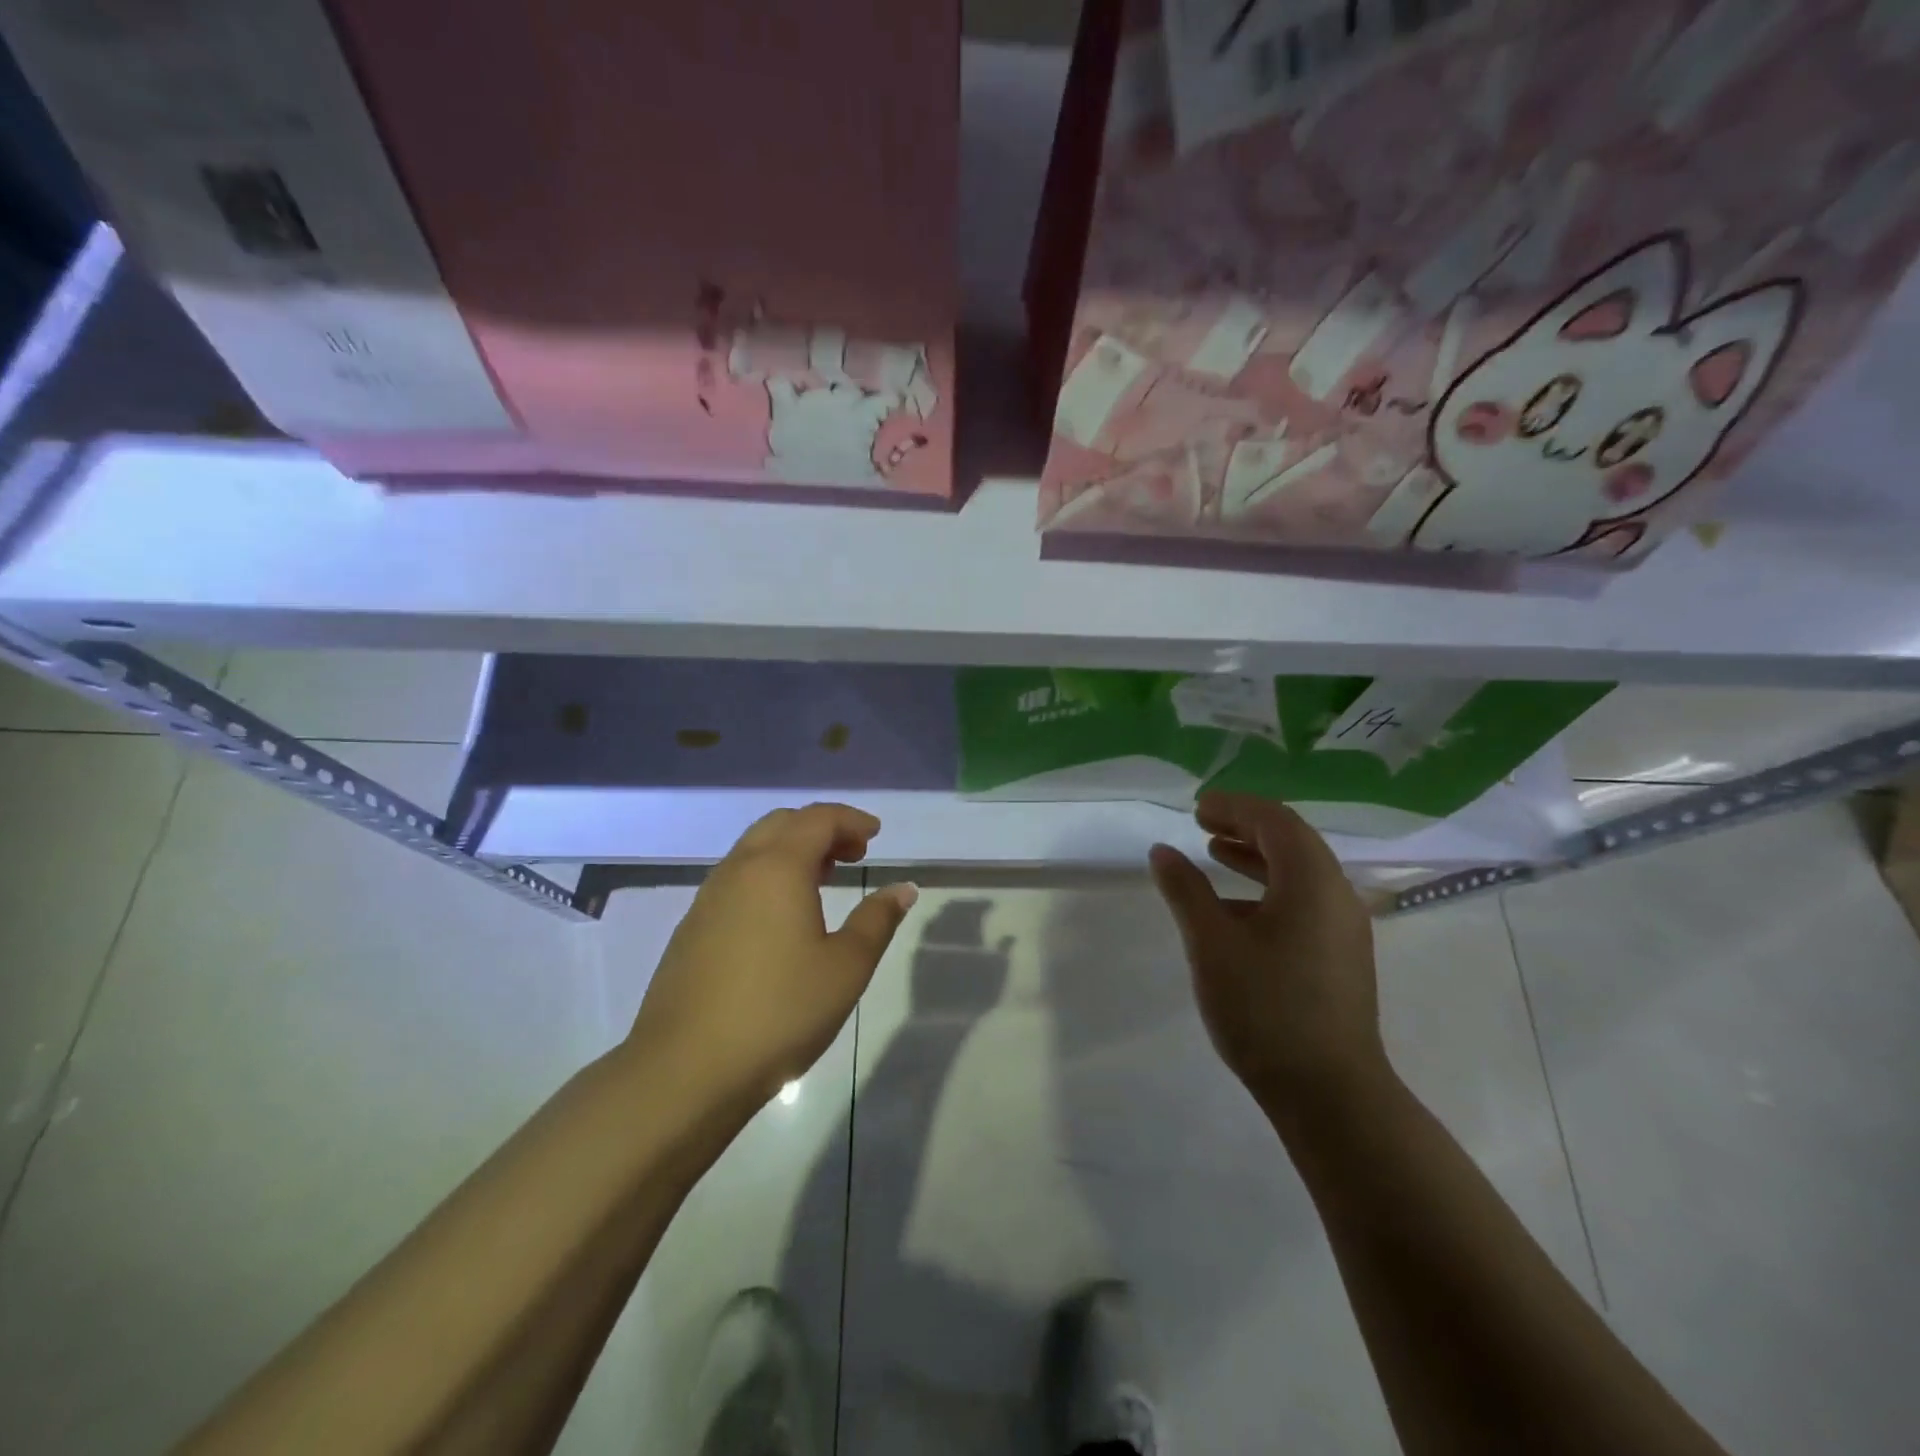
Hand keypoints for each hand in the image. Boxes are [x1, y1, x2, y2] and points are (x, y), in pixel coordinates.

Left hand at [625, 804, 916, 1110]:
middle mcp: (739, 870)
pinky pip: (736, 879)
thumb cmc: (780, 1012)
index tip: (875, 835)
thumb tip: (902, 888)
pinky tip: (781, 917)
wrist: (686, 1069)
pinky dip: (767, 876)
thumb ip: (877, 920)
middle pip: (782, 824)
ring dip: (792, 851)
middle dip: (821, 829)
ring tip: (823, 880)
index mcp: (778, 868)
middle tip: (853, 854)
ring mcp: (708, 899)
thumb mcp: (846, 968)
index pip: (817, 819)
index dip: (850, 820)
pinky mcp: (691, 928)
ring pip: (754, 850)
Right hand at [1148, 794, 1389, 1120]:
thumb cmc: (1266, 1009)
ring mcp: (1344, 928)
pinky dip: (1269, 888)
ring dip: (1257, 856)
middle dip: (1246, 826)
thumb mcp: (1211, 943)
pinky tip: (1235, 910)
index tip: (1197, 808)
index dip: (1234, 807)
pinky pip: (1304, 901)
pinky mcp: (1340, 956)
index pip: (1275, 821)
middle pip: (1292, 841)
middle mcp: (1338, 895)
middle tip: (1202, 823)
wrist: (1330, 1094)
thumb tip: (1163, 851)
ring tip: (1214, 854)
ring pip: (1300, 873)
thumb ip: (1186, 890)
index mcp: (1312, 881)